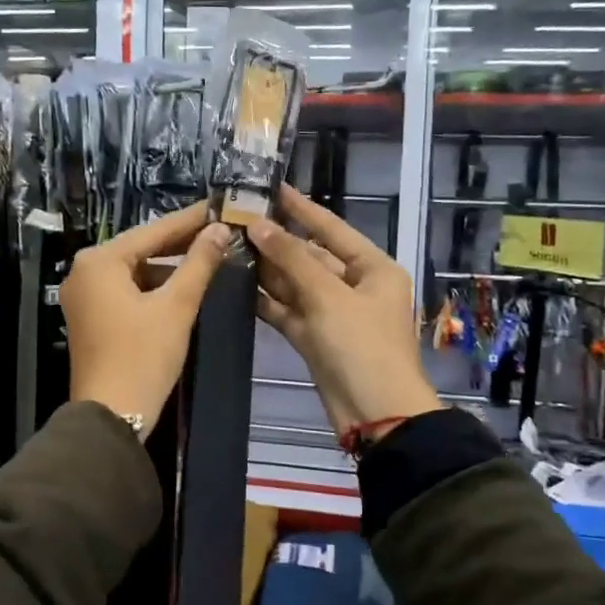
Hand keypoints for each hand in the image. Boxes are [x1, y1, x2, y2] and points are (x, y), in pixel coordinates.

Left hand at [61, 202, 233, 433]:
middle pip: (140, 249)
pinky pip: (125, 290)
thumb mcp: (176, 306)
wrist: (111, 416)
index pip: (153, 231)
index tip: (219, 206)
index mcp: (99, 261)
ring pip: (134, 271)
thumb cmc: (143, 355)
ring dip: (168, 266)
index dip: (190, 220)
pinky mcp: (89, 317)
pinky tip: (181, 285)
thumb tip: (220, 230)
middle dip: (179, 242)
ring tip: (207, 255)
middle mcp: (84, 271)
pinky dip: (152, 287)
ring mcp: (83, 296)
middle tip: (219, 230)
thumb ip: (199, 263)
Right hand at [249, 186, 441, 439]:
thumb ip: (291, 258)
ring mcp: (334, 314)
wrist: (375, 416)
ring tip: (229, 247)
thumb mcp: (328, 296)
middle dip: (276, 241)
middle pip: (311, 256)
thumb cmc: (361, 347)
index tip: (272, 188)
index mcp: (373, 268)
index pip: (332, 228)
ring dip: (267, 269)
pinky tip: (237, 285)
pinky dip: (267, 300)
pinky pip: (288, 310)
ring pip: (296, 283)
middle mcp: (354, 286)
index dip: (301, 208)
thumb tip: (258, 224)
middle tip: (237, 220)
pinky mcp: (316, 338)